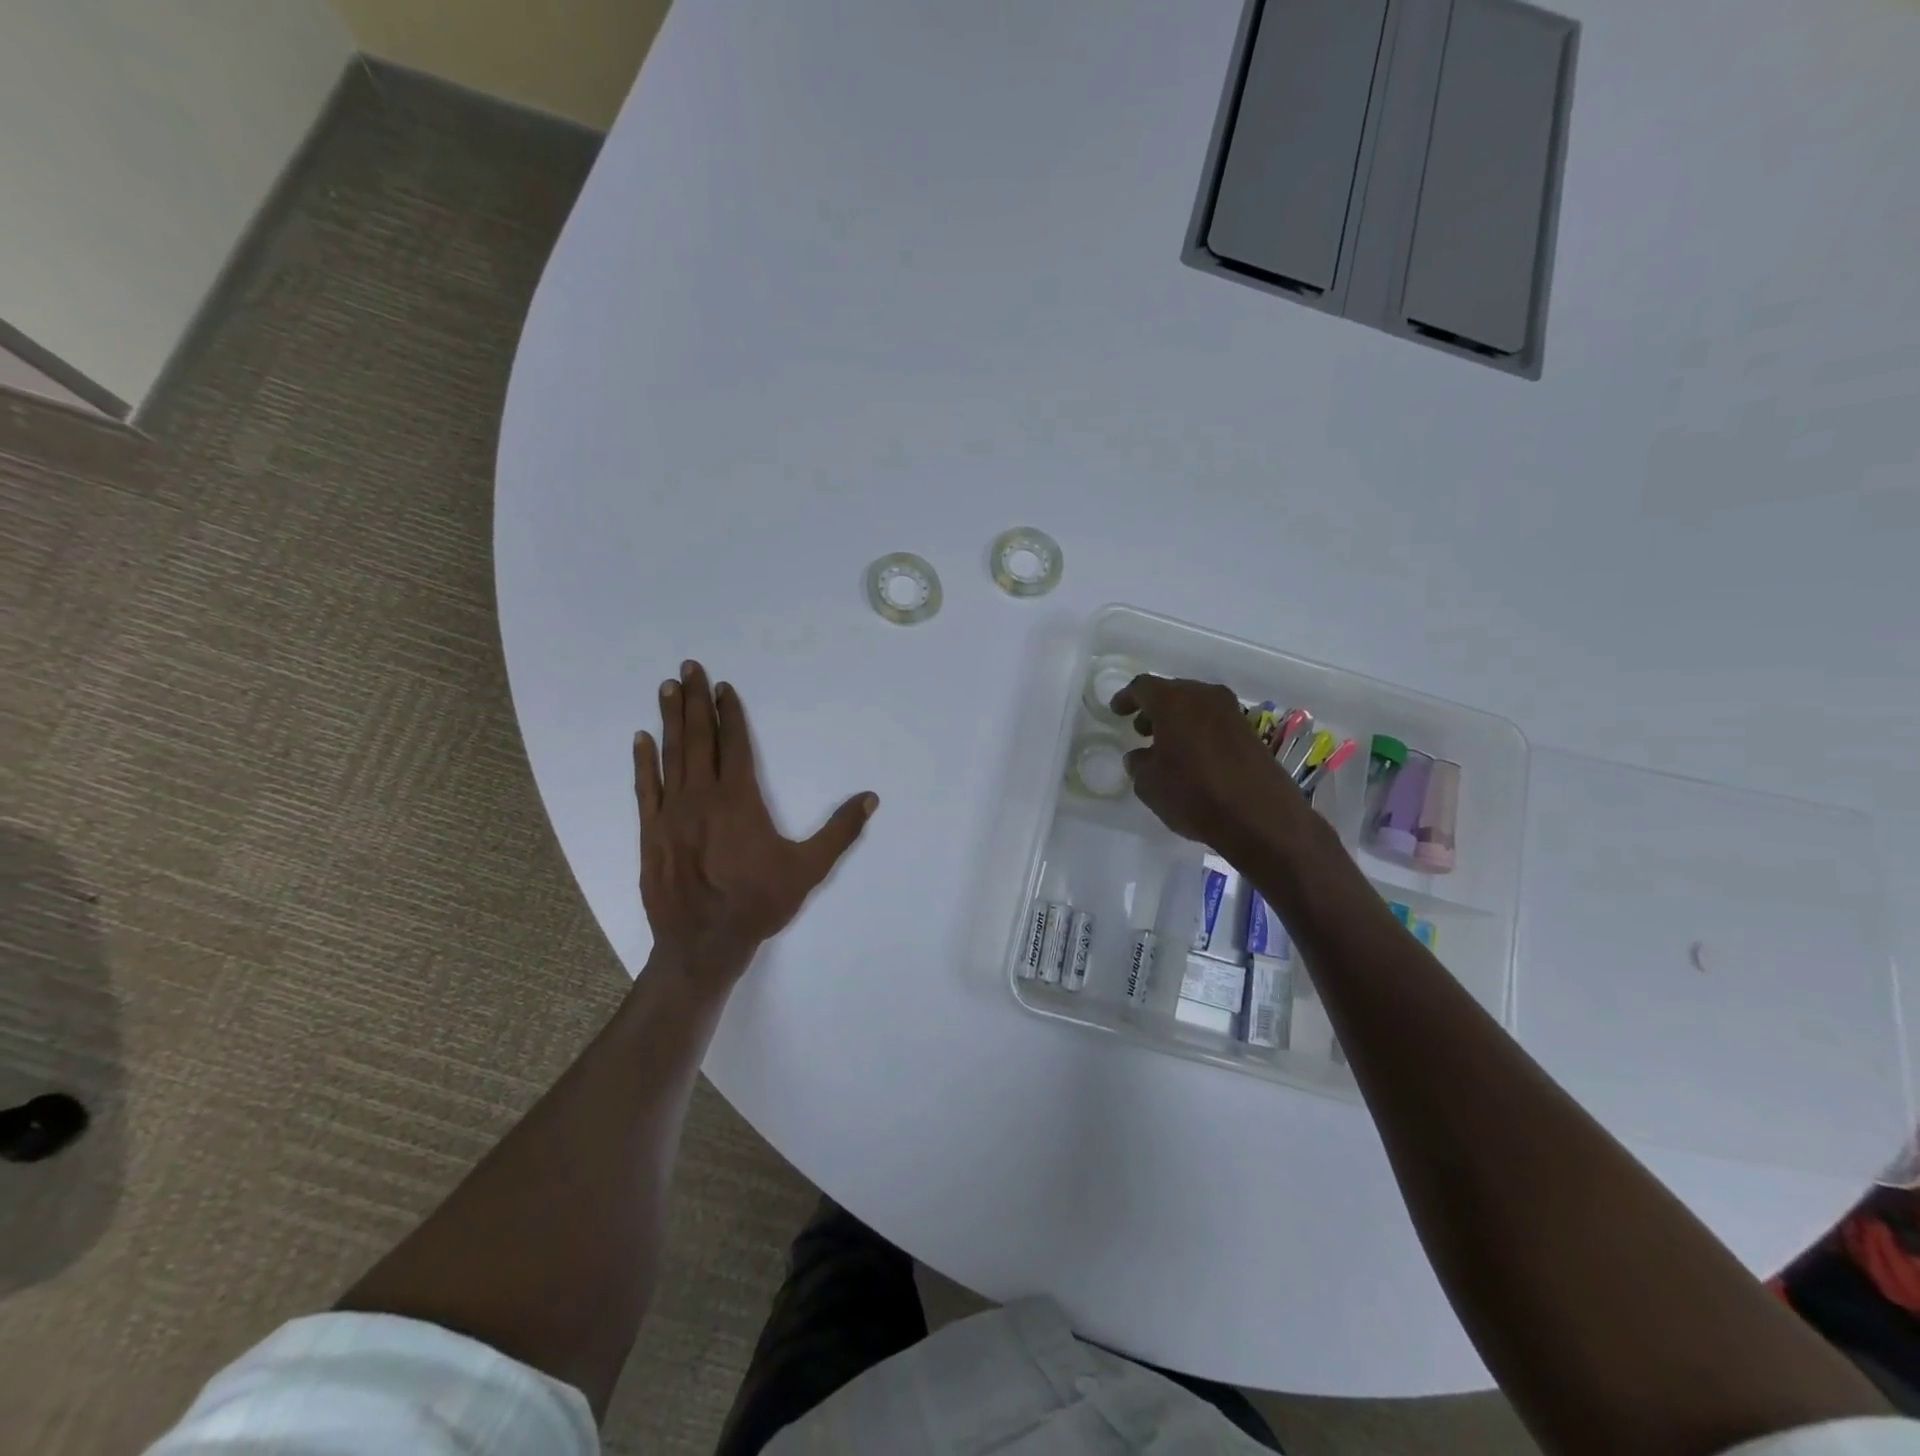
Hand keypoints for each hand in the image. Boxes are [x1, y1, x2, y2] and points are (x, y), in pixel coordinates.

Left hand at [634, 661, 877, 981]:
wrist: (704, 943)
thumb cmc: (759, 902)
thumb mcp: (809, 868)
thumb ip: (840, 831)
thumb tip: (870, 798)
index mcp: (740, 800)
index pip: (735, 744)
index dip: (730, 713)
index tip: (722, 687)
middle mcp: (703, 796)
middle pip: (699, 739)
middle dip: (694, 701)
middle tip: (687, 668)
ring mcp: (672, 812)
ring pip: (671, 756)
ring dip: (669, 720)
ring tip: (666, 688)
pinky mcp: (651, 832)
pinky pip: (646, 788)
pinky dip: (643, 762)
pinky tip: (640, 739)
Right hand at [1110, 674, 1302, 855]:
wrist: (1260, 816)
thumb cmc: (1193, 794)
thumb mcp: (1149, 784)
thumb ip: (1138, 763)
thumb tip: (1141, 756)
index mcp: (1173, 701)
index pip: (1142, 687)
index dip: (1127, 698)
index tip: (1117, 711)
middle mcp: (1204, 697)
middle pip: (1172, 692)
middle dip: (1154, 708)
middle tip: (1141, 730)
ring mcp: (1232, 712)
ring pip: (1196, 706)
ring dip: (1178, 720)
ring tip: (1166, 745)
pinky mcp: (1250, 732)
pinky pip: (1214, 722)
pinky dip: (1198, 731)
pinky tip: (1193, 757)